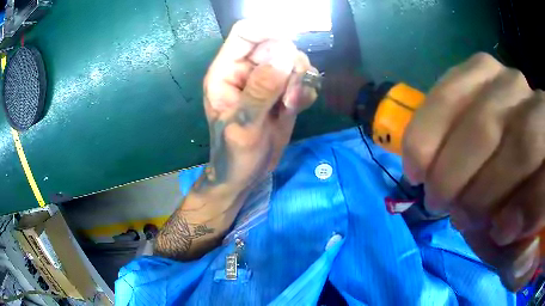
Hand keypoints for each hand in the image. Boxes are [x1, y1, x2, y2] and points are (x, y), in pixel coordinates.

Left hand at [198, 20, 317, 193]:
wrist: (245, 175)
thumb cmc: (234, 155)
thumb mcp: (244, 126)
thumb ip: (261, 90)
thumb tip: (284, 55)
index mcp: (226, 71)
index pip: (246, 33)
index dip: (269, 31)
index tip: (291, 50)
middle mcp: (246, 70)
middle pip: (277, 44)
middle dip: (291, 65)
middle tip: (291, 95)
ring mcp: (266, 80)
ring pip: (293, 60)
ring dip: (301, 80)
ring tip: (292, 106)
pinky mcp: (282, 91)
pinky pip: (303, 78)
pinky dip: (306, 90)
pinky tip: (297, 108)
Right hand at [403, 53, 544, 290]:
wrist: (526, 169)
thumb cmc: (529, 218)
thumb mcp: (526, 255)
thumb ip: (521, 255)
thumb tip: (502, 227)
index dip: (528, 208)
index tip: (498, 233)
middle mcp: (543, 112)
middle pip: (521, 140)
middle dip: (480, 187)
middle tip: (453, 213)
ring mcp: (515, 83)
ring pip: (483, 112)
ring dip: (449, 157)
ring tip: (431, 184)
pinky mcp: (487, 72)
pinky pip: (455, 84)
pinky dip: (432, 119)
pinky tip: (422, 149)